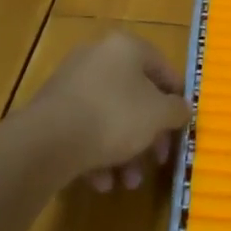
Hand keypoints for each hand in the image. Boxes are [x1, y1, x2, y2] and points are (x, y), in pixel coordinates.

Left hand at [31, 31, 189, 191]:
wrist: (48, 140)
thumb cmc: (115, 116)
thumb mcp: (159, 115)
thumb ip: (176, 110)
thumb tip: (182, 109)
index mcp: (126, 47)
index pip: (162, 67)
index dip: (177, 97)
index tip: (182, 125)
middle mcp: (98, 56)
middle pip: (135, 95)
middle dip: (148, 135)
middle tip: (157, 161)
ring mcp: (72, 82)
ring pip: (109, 116)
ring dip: (124, 151)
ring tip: (127, 182)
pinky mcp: (52, 109)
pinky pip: (85, 128)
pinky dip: (97, 153)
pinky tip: (101, 182)